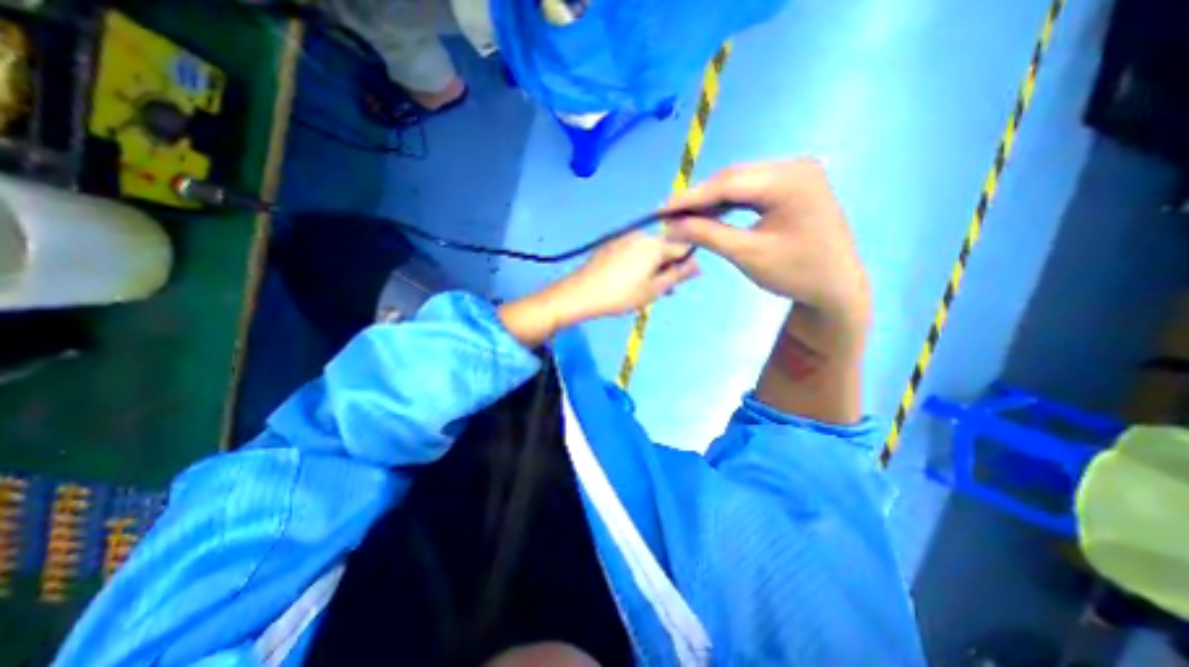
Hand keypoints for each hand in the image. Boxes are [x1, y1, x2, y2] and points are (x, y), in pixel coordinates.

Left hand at [555, 228, 697, 319]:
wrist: (581, 293)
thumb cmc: (622, 295)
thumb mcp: (654, 289)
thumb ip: (678, 275)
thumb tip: (698, 265)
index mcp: (655, 244)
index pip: (683, 248)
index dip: (685, 266)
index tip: (677, 284)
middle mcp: (641, 235)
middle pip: (664, 250)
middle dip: (667, 270)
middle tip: (661, 293)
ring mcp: (624, 239)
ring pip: (648, 253)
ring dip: (652, 270)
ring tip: (644, 292)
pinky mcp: (611, 245)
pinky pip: (633, 253)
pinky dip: (637, 266)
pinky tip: (628, 283)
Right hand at [668, 160, 869, 327]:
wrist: (835, 286)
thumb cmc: (795, 273)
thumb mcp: (746, 254)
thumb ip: (707, 234)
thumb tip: (671, 226)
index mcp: (789, 181)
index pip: (728, 183)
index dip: (690, 197)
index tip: (661, 210)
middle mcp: (794, 166)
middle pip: (733, 178)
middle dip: (700, 198)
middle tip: (671, 217)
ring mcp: (796, 174)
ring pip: (740, 183)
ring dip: (712, 200)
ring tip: (686, 217)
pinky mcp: (793, 185)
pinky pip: (752, 189)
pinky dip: (729, 203)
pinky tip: (712, 214)